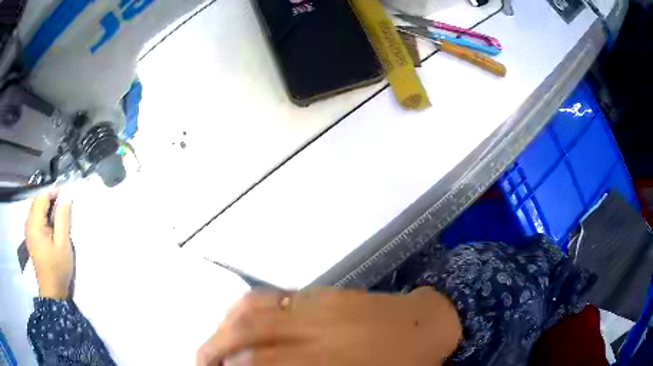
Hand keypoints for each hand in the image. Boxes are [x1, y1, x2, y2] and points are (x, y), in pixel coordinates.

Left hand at [25, 191, 72, 299]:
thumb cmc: (58, 268)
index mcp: (34, 223)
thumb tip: (66, 195)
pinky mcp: (30, 237)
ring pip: (35, 208)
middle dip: (50, 199)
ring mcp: (28, 230)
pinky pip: (34, 218)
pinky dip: (42, 216)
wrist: (52, 292)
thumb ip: (62, 218)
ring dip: (46, 208)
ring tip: (58, 217)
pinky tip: (50, 226)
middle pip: (37, 201)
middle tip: (63, 207)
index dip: (54, 193)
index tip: (66, 197)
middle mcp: (28, 223)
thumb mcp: (63, 243)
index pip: (42, 197)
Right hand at [197, 287, 461, 365]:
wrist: (429, 324)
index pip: (265, 363)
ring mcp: (320, 304)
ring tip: (211, 344)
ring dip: (223, 326)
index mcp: (333, 361)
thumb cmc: (404, 365)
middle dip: (215, 349)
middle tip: (201, 362)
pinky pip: (272, 296)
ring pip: (255, 309)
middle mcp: (319, 329)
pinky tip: (234, 320)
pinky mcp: (323, 291)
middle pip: (251, 335)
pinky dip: (243, 308)